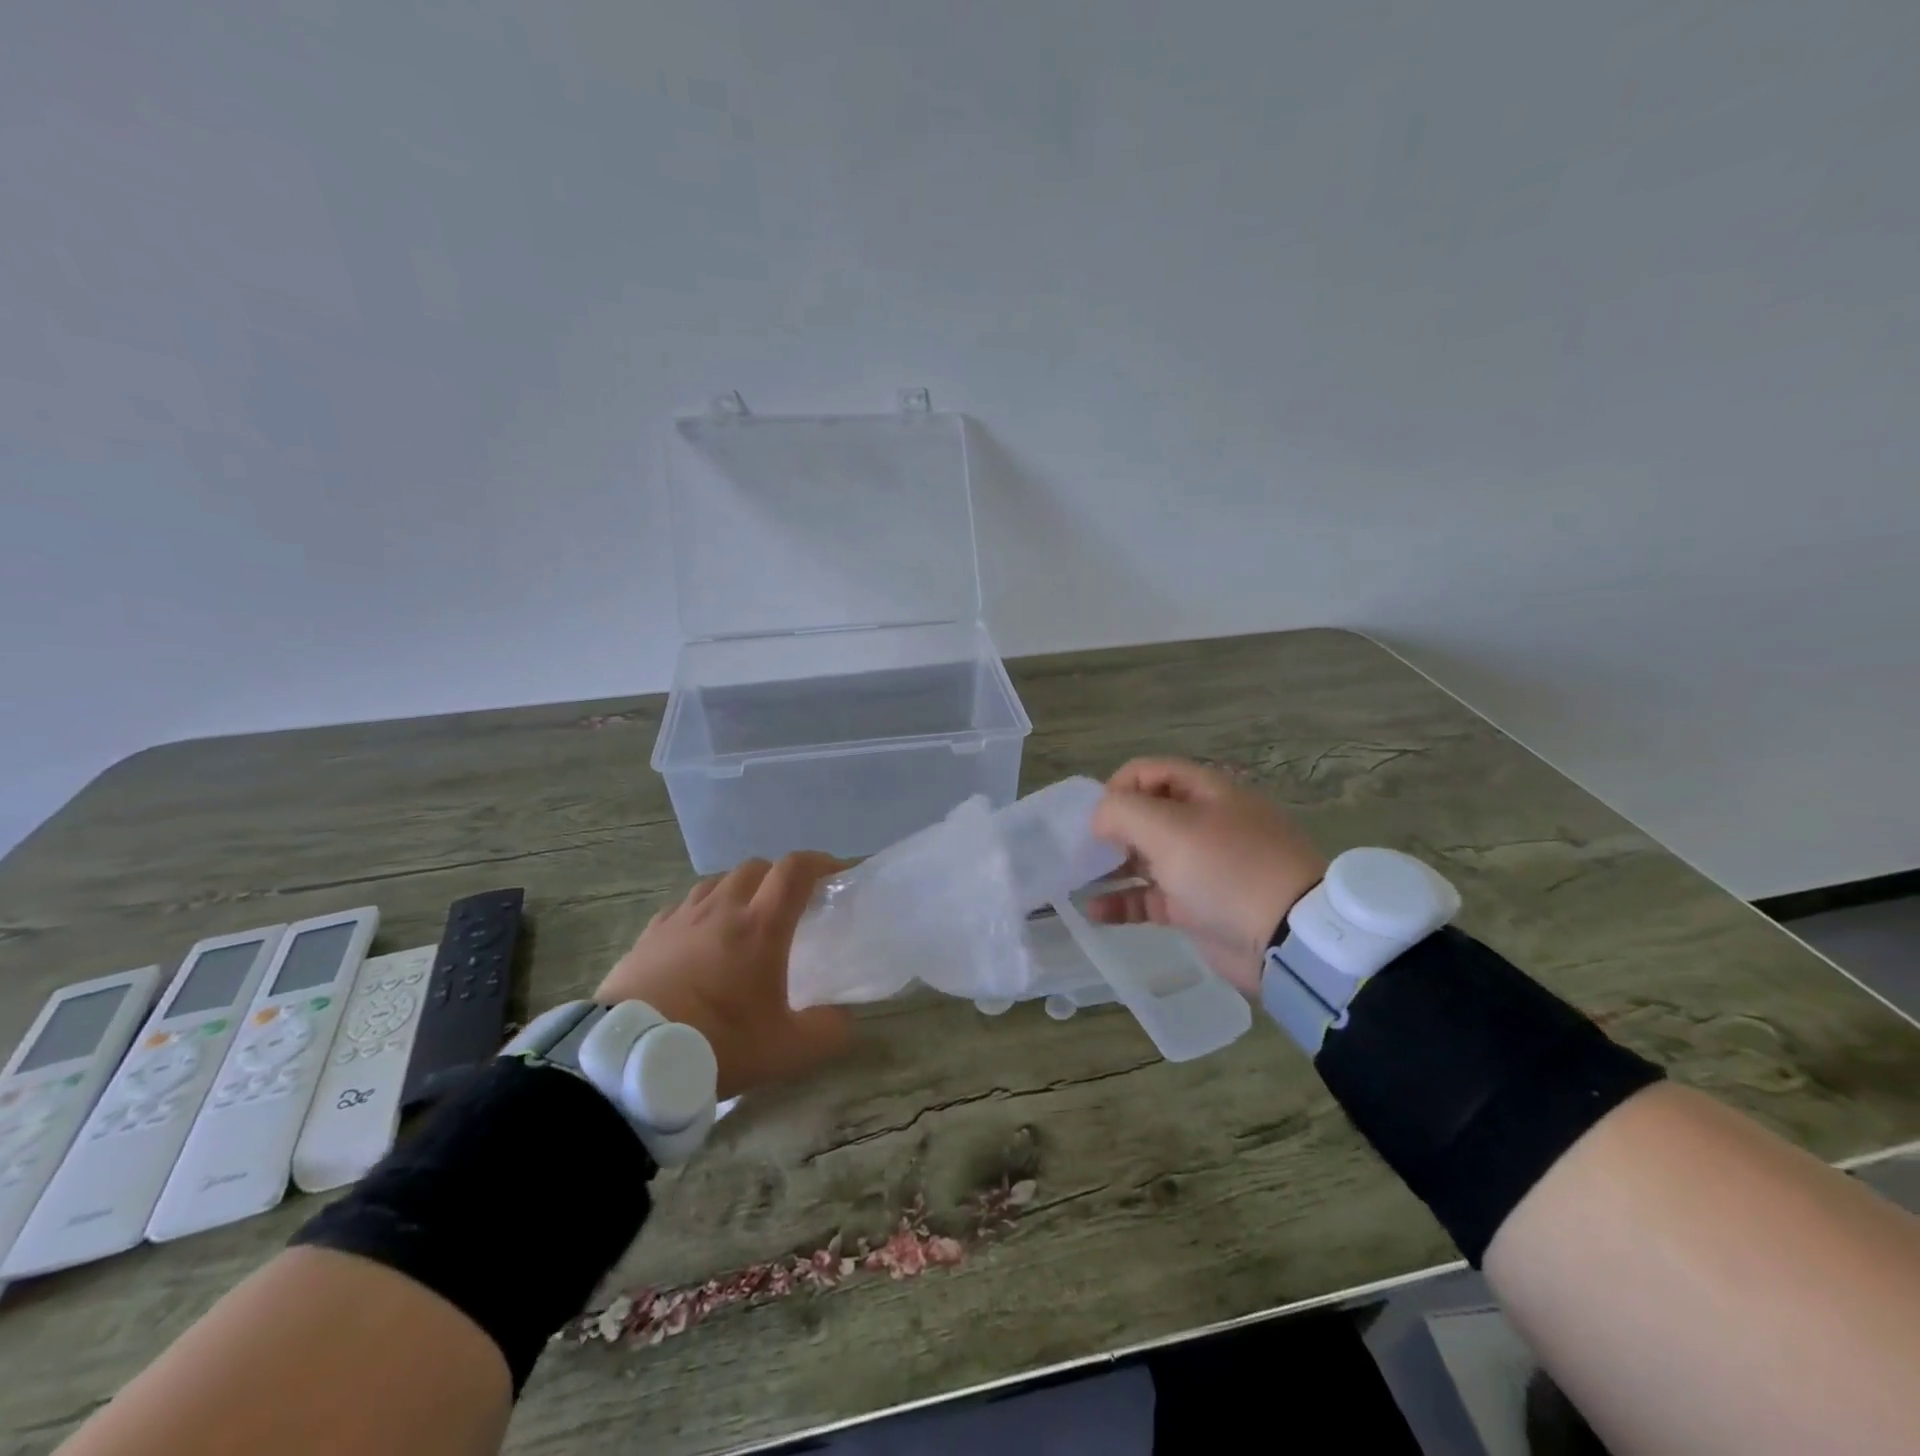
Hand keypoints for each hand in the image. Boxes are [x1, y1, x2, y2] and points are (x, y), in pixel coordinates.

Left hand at [597, 853, 852, 1099]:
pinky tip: (700, 938)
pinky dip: (702, 911)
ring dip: (740, 889)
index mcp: (760, 926)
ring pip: (718, 881)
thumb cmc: (716, 1045)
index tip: (837, 873)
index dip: (821, 862)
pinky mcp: (649, 934)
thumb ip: (828, 1032)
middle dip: (780, 876)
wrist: (630, 1062)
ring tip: (745, 919)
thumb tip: (844, 1019)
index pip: (796, 870)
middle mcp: (722, 908)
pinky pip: (684, 906)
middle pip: (757, 867)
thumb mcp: (786, 1051)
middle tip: (791, 904)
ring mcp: (681, 918)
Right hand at [1087, 758, 1327, 992]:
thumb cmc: (1226, 868)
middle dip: (1110, 829)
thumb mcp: (1169, 828)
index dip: (1117, 787)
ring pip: (1146, 858)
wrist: (1287, 938)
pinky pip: (1152, 897)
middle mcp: (1204, 823)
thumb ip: (1122, 811)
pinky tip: (1094, 911)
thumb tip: (1099, 818)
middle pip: (1146, 815)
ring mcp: (1202, 867)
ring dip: (1111, 867)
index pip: (1150, 771)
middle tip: (1082, 849)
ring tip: (1077, 879)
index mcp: (1206, 791)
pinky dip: (1124, 902)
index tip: (1095, 816)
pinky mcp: (1198, 907)